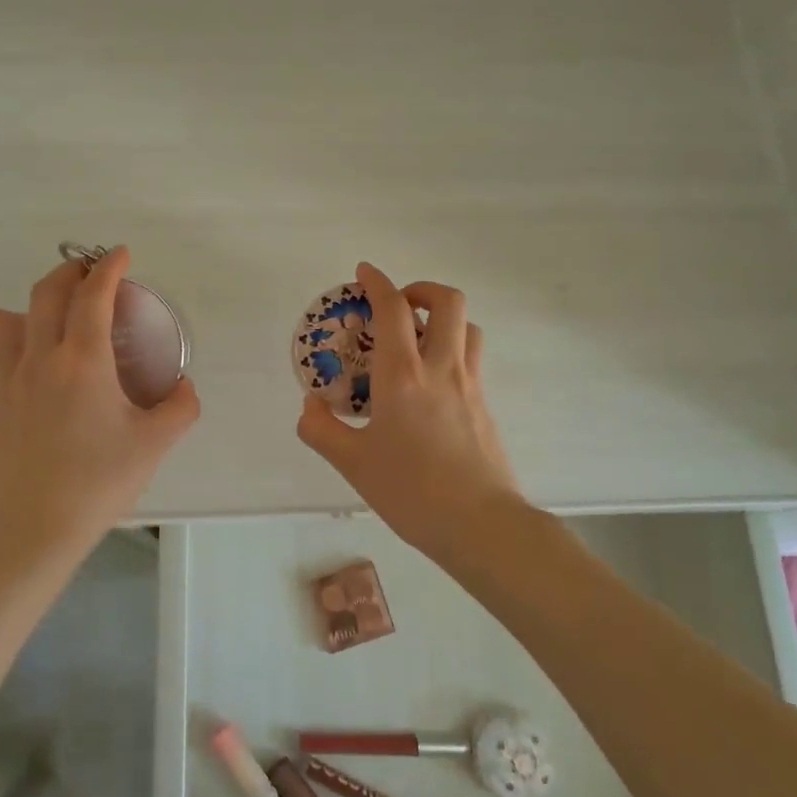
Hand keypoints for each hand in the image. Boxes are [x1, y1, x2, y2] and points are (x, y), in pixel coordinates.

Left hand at [0, 247, 199, 545]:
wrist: (34, 528)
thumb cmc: (99, 482)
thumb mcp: (155, 445)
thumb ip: (179, 407)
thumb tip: (182, 385)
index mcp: (82, 361)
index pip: (92, 295)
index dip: (109, 267)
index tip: (122, 254)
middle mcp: (41, 358)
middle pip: (47, 292)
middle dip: (71, 271)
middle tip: (95, 274)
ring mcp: (11, 379)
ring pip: (8, 317)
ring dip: (35, 303)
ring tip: (59, 317)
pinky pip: (0, 349)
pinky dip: (20, 336)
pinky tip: (44, 362)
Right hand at [296, 263, 522, 556]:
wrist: (481, 524)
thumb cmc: (411, 491)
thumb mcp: (352, 464)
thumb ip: (321, 429)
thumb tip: (311, 404)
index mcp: (402, 375)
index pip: (392, 309)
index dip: (378, 282)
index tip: (364, 271)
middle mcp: (441, 368)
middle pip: (446, 301)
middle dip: (421, 289)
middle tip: (398, 305)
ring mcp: (470, 384)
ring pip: (467, 326)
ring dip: (443, 318)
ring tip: (419, 337)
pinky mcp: (485, 404)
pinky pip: (472, 358)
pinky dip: (453, 349)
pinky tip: (433, 381)